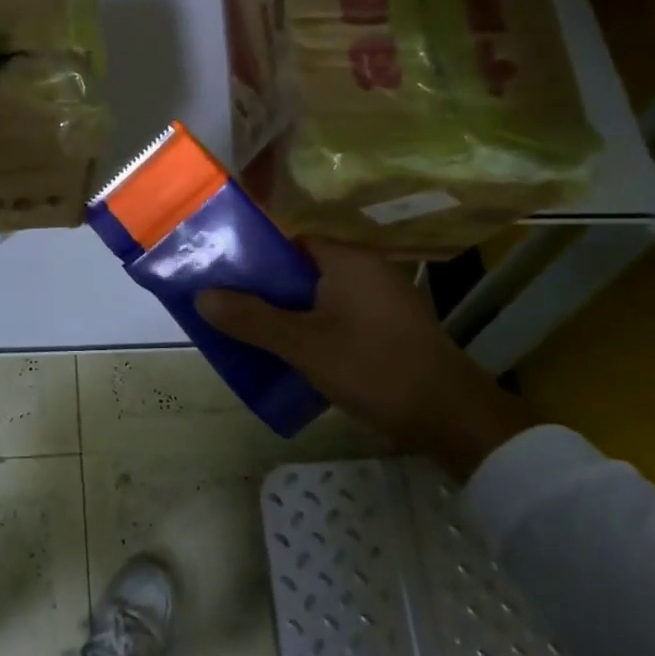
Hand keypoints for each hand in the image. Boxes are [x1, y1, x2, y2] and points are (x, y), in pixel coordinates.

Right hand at [195, 238, 534, 481]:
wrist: (453, 418)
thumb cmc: (376, 368)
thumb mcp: (305, 346)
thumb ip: (253, 320)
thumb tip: (202, 296)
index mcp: (345, 258)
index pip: (287, 237)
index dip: (250, 250)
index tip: (217, 267)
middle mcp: (363, 267)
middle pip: (298, 266)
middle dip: (261, 284)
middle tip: (223, 301)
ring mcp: (377, 297)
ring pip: (314, 293)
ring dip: (283, 308)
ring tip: (245, 326)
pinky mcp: (385, 324)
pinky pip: (333, 312)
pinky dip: (308, 323)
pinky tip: (287, 348)